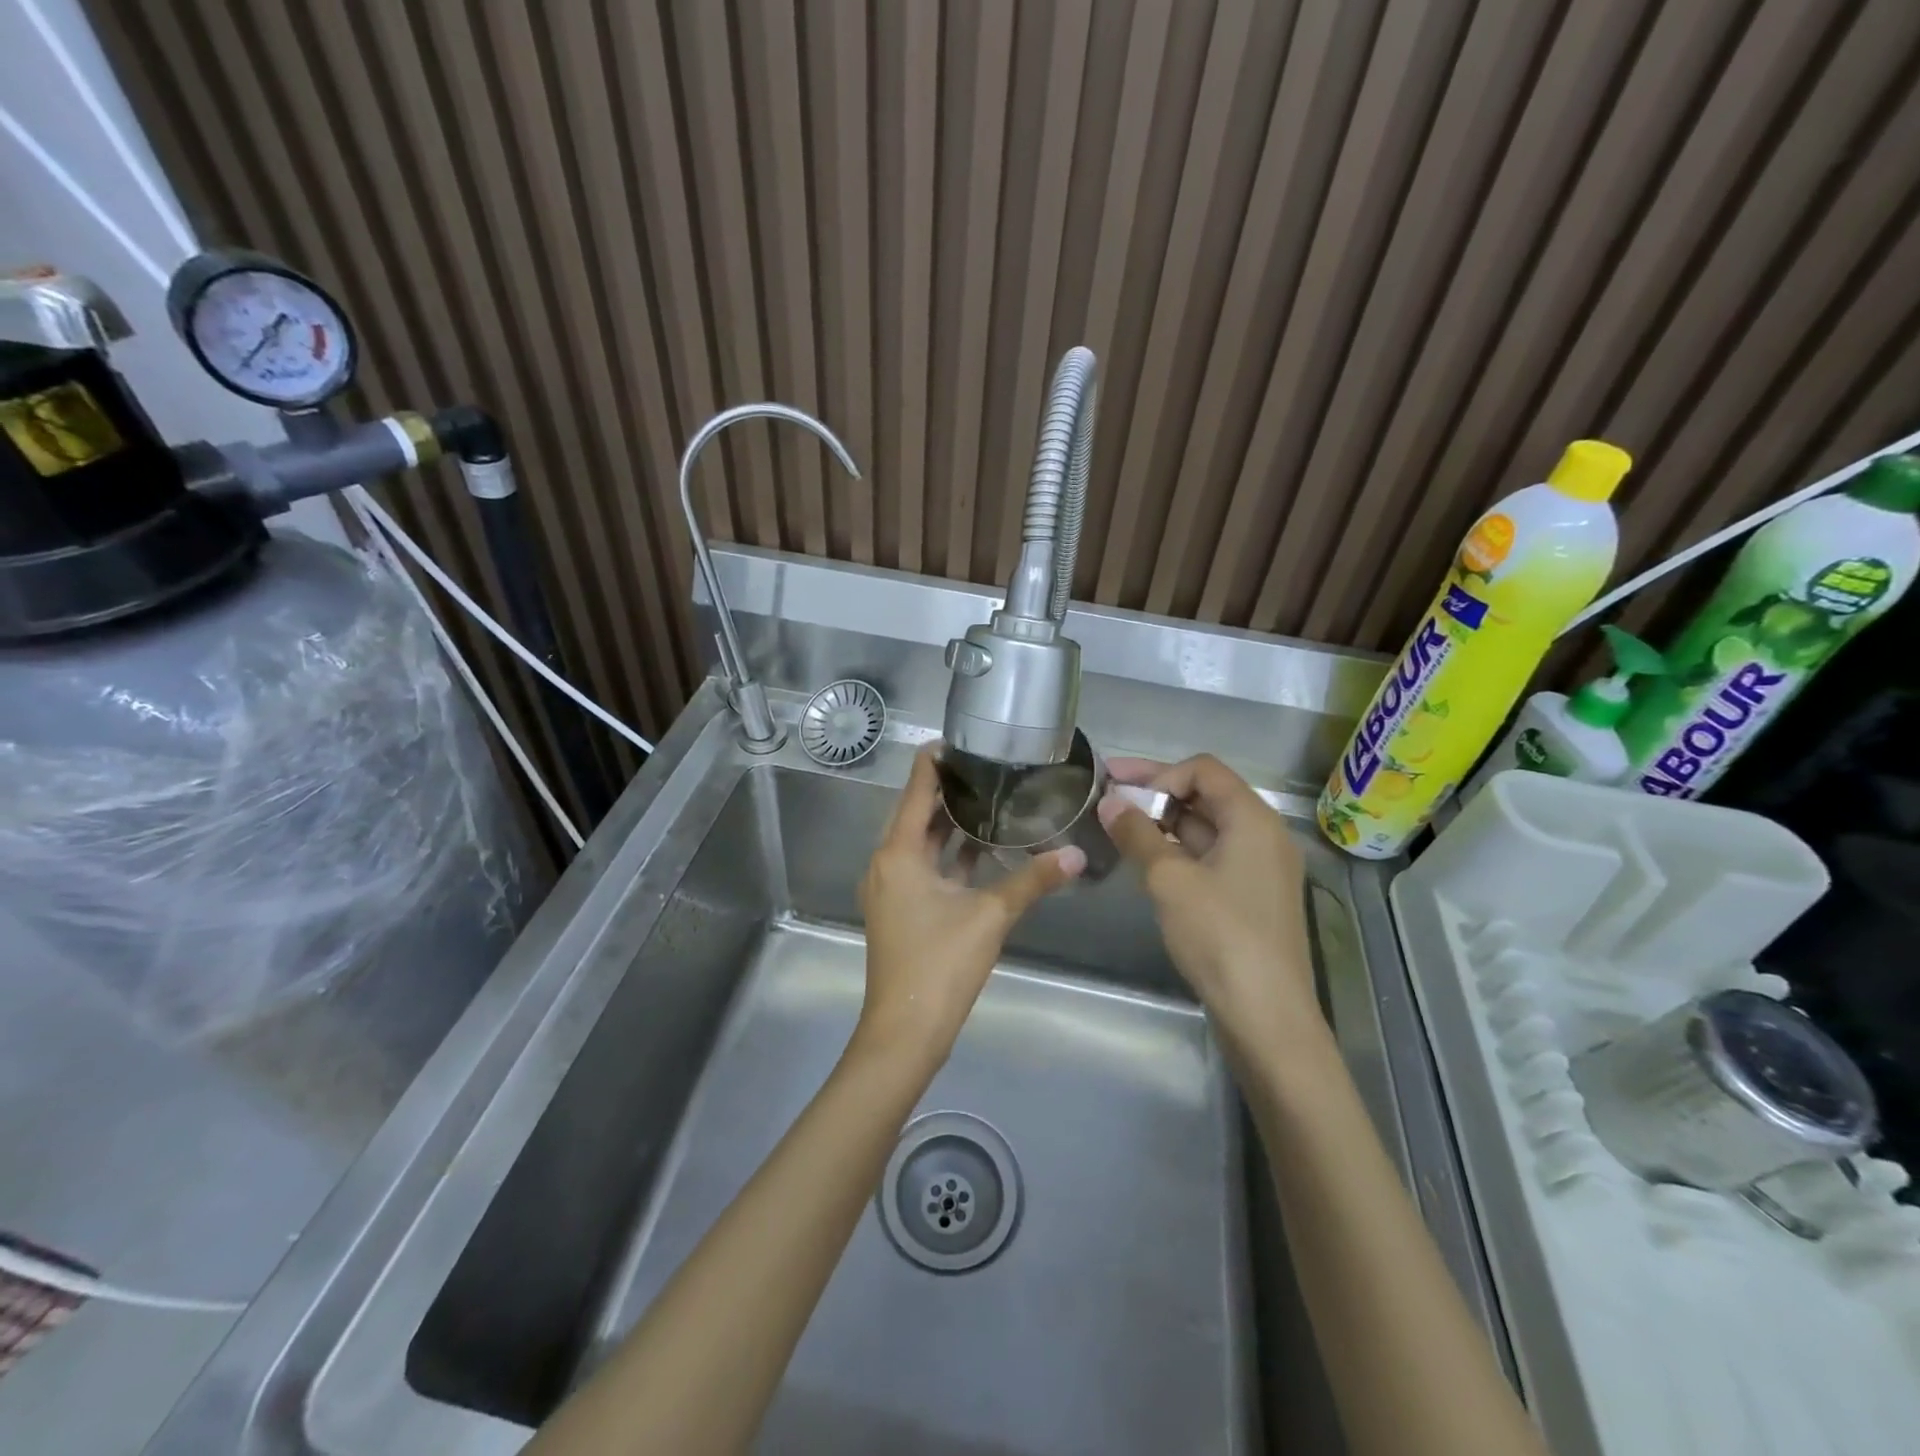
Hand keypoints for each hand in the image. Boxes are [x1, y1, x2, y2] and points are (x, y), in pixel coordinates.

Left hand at [856, 749, 1083, 1061]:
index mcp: (898, 853)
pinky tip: (981, 849)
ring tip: (991, 799)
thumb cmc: (940, 965)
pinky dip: (948, 855)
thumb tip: (1076, 854)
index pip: (916, 789)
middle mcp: (887, 863)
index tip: (963, 738)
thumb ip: (1032, 880)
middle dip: (949, 791)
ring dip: (950, 824)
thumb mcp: (990, 917)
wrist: (904, 1032)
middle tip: (989, 766)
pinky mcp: (899, 909)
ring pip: (921, 843)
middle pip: (917, 813)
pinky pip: (923, 867)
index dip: (936, 761)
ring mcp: (890, 888)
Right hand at [1098, 755, 1317, 1050]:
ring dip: (1163, 821)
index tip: (1120, 793)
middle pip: (1206, 794)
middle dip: (1155, 792)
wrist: (1266, 1016)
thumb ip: (1137, 834)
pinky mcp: (1250, 895)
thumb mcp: (1169, 879)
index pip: (1203, 769)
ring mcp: (1259, 867)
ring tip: (1118, 826)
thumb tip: (1109, 802)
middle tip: (1106, 796)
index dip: (1158, 773)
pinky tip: (1145, 858)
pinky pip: (1211, 855)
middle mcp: (1263, 834)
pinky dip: (1177, 848)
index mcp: (1253, 819)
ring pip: (1206, 827)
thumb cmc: (1220, 936)